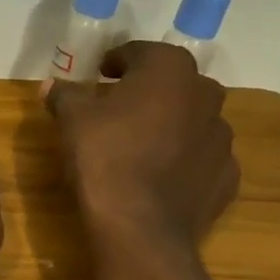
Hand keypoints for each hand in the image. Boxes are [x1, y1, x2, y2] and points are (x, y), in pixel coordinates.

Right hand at [43, 42, 239, 246]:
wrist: (139, 227)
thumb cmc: (104, 156)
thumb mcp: (72, 119)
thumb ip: (65, 94)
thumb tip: (52, 84)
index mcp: (170, 70)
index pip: (141, 52)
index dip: (117, 61)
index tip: (100, 74)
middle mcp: (205, 95)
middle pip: (174, 83)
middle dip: (150, 90)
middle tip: (120, 107)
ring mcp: (222, 139)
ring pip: (194, 120)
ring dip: (171, 124)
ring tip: (141, 143)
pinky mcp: (227, 177)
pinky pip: (202, 158)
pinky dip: (185, 160)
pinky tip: (161, 175)